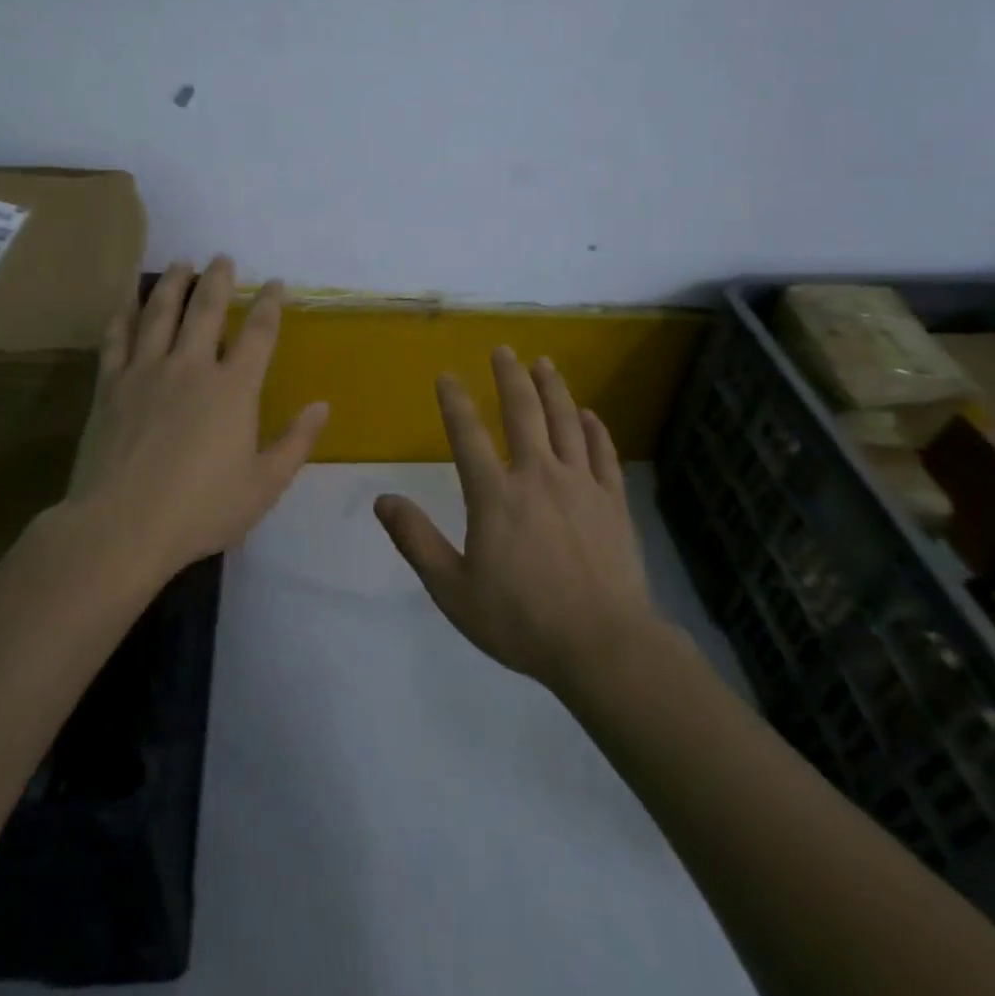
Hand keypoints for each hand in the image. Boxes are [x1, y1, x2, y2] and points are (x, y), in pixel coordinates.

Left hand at [65, 256, 328, 576]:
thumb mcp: (264, 485)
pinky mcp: (110, 386)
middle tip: (223, 257)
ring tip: (181, 263)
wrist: (122, 527)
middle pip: (206, 309)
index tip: (275, 283)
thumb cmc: (201, 510)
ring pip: (160, 312)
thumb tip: (323, 405)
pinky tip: (127, 299)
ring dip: (173, 283)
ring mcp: (146, 372)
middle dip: (219, 279)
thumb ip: (296, 442)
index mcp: (234, 389)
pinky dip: (123, 313)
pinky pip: (116, 338)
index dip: (269, 303)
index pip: (258, 333)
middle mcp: (191, 367)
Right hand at [374, 347, 657, 691]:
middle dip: (510, 376)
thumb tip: (382, 500)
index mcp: (495, 495)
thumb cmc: (521, 620)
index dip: (454, 401)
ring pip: (566, 422)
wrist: (603, 645)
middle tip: (504, 350)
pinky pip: (603, 453)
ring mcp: (580, 484)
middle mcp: (537, 476)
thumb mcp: (453, 590)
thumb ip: (417, 541)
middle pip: (523, 412)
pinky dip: (594, 429)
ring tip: (545, 363)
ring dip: (553, 388)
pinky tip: (589, 415)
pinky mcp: (612, 501)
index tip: (447, 375)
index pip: (467, 434)